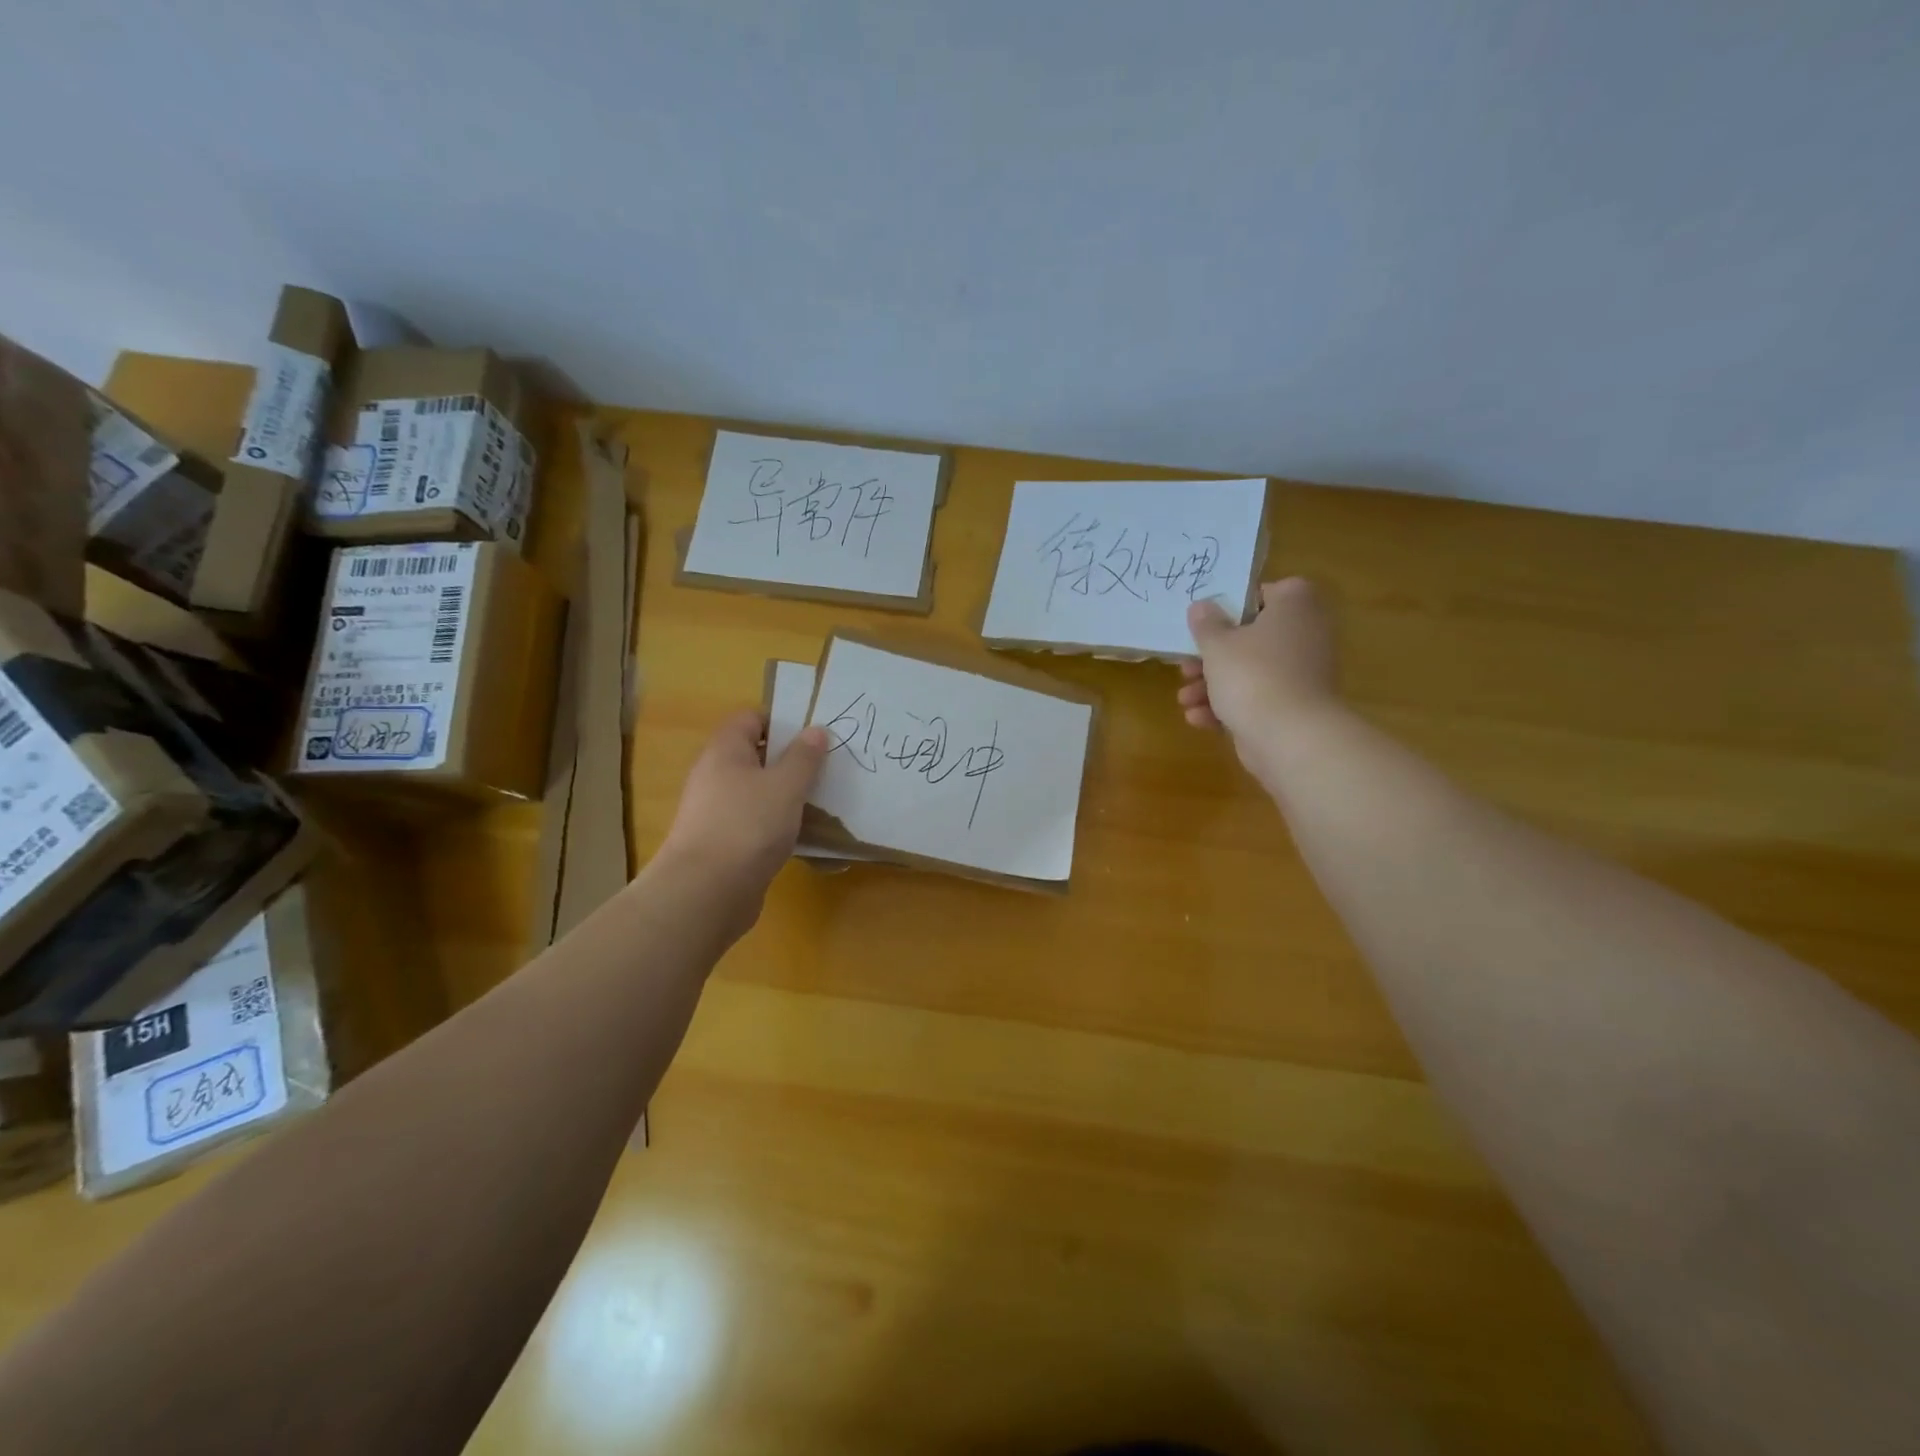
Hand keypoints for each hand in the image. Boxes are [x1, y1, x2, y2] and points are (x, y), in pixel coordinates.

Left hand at [656, 711, 829, 919]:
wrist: (706, 893)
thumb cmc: (748, 825)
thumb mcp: (786, 786)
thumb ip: (804, 758)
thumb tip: (815, 730)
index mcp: (725, 751)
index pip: (750, 718)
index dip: (781, 721)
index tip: (814, 735)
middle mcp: (715, 775)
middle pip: (755, 755)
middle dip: (790, 759)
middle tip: (826, 767)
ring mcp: (716, 811)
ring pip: (757, 791)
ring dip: (786, 794)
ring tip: (821, 800)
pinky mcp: (723, 843)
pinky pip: (755, 821)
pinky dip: (777, 823)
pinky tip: (801, 834)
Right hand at [1179, 578, 1339, 769]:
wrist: (1290, 737)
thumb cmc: (1253, 675)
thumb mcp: (1217, 644)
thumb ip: (1205, 624)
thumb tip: (1201, 606)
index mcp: (1294, 606)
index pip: (1266, 592)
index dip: (1233, 605)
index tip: (1207, 622)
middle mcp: (1305, 634)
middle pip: (1250, 637)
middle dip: (1212, 657)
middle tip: (1186, 667)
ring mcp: (1302, 673)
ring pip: (1250, 670)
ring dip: (1213, 685)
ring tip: (1185, 699)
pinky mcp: (1294, 706)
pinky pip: (1258, 697)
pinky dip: (1230, 706)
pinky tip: (1198, 719)